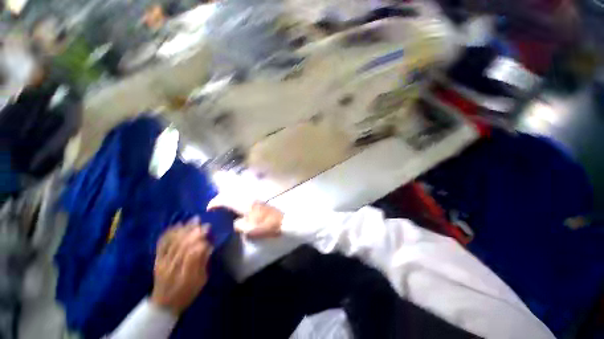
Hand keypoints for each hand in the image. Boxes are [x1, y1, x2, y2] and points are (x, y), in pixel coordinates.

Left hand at [151, 224, 212, 314]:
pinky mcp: (157, 260)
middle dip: (193, 231)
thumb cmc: (187, 293)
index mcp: (186, 274)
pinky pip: (162, 245)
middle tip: (202, 221)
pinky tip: (176, 226)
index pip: (193, 253)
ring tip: (192, 220)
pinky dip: (169, 234)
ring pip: (173, 243)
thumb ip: (203, 263)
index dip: (200, 240)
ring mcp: (163, 263)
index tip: (208, 229)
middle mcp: (173, 267)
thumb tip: (209, 246)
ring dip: (183, 230)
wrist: (164, 304)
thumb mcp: (201, 281)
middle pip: (182, 245)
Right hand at [208, 198, 283, 238]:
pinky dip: (235, 199)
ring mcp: (253, 198)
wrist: (281, 221)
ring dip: (227, 197)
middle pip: (230, 193)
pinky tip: (234, 206)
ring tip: (222, 205)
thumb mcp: (249, 230)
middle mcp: (247, 198)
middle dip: (220, 198)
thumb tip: (234, 222)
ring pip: (236, 193)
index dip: (215, 203)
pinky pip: (242, 196)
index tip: (208, 208)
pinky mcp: (257, 200)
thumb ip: (237, 225)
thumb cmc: (265, 226)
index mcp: (244, 205)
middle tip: (214, 206)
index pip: (225, 199)